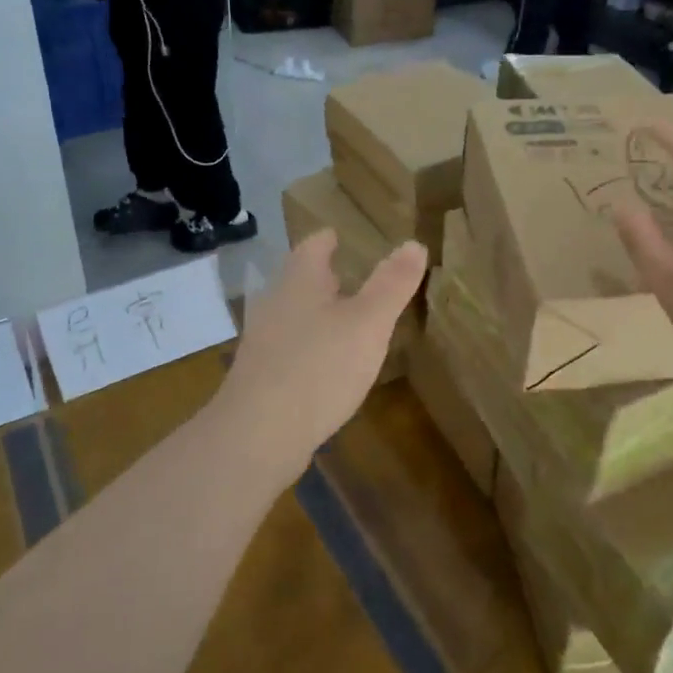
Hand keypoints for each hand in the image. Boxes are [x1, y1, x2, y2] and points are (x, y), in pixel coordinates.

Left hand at [218, 230, 427, 476]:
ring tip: (347, 321)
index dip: (331, 239)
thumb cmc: (318, 367)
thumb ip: (391, 284)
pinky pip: (289, 348)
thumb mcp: (368, 323)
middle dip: (326, 276)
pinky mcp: (259, 375)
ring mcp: (263, 340)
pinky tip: (326, 365)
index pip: (314, 244)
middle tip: (356, 277)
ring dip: (318, 313)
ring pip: (293, 313)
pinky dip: (309, 346)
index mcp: (300, 280)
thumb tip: (414, 243)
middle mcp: (275, 302)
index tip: (346, 238)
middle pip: (301, 278)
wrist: (258, 435)